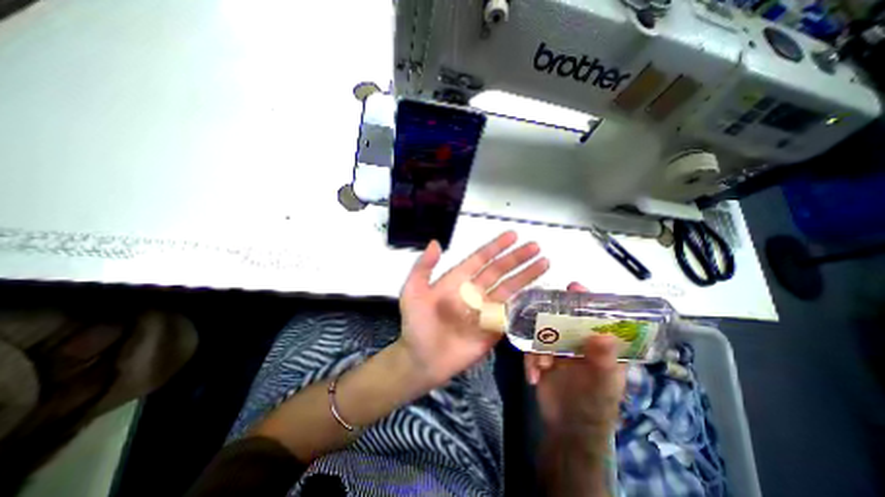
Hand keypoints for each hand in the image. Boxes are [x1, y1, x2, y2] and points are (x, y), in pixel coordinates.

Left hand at [398, 231, 550, 390]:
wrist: (422, 360)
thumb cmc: (416, 324)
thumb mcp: (413, 292)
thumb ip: (423, 267)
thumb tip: (436, 242)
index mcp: (458, 280)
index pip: (481, 258)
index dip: (496, 247)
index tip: (512, 235)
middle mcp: (474, 291)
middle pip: (500, 271)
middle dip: (517, 258)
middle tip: (535, 247)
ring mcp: (485, 309)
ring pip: (509, 288)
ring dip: (526, 276)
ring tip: (544, 263)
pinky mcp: (493, 328)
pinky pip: (511, 313)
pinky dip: (526, 303)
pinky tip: (539, 293)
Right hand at [528, 283, 623, 430]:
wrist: (567, 429)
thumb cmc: (594, 405)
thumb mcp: (603, 385)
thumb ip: (603, 361)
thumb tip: (603, 334)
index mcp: (598, 342)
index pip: (595, 314)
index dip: (586, 299)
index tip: (573, 286)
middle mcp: (578, 339)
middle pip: (564, 316)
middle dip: (551, 318)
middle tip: (539, 315)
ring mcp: (557, 346)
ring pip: (542, 331)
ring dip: (538, 347)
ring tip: (543, 365)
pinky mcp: (541, 355)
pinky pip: (530, 348)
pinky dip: (530, 360)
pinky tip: (533, 376)